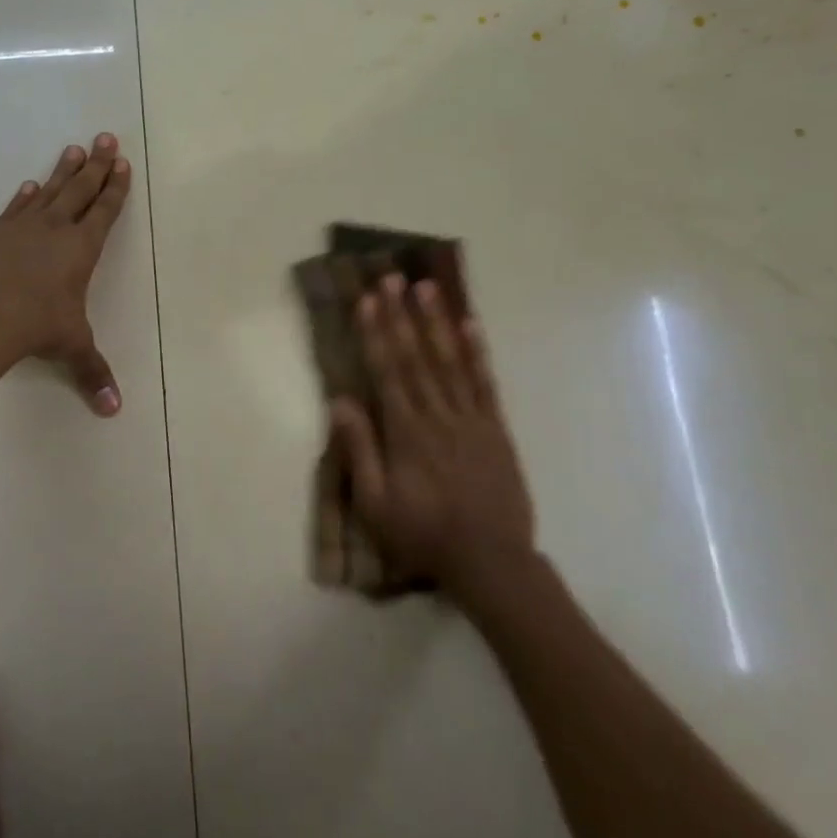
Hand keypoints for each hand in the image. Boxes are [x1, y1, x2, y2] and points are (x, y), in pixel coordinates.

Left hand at [0, 133, 132, 414]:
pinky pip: (16, 208)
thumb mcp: (71, 347)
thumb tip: (114, 411)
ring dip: (64, 170)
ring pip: (50, 190)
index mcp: (82, 249)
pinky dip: (26, 195)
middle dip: (97, 164)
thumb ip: (93, 373)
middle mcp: (55, 230)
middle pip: (81, 189)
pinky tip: (30, 185)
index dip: (116, 188)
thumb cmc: (36, 326)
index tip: (123, 163)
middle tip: (106, 137)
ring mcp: (22, 228)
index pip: (105, 211)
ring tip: (74, 149)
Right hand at [327, 274, 535, 592]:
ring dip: (437, 322)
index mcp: (406, 432)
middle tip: (392, 278)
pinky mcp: (496, 429)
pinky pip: (486, 384)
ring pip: (451, 361)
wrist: (490, 560)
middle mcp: (438, 415)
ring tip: (427, 287)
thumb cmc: (424, 534)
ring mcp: (471, 419)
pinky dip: (478, 353)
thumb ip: (360, 451)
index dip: (376, 333)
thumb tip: (340, 402)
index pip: (387, 371)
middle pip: (416, 357)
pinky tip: (471, 325)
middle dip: (402, 315)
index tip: (368, 300)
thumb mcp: (376, 504)